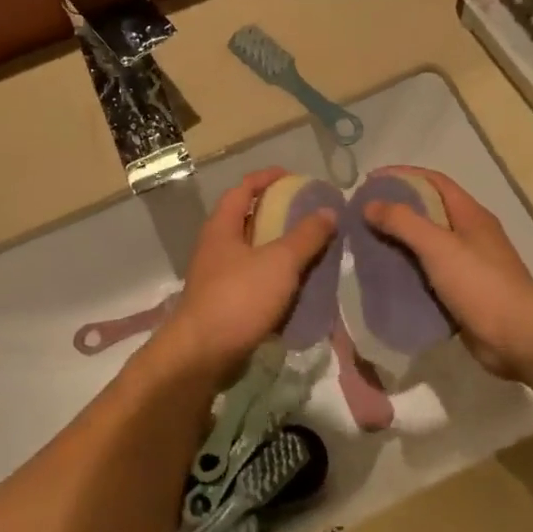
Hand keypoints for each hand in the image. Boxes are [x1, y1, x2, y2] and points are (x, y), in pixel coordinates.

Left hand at [152, 168, 337, 381]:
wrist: (203, 355)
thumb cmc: (239, 298)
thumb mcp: (279, 262)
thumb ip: (306, 236)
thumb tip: (329, 211)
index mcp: (222, 228)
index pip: (243, 189)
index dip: (266, 178)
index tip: (293, 176)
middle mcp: (216, 248)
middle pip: (247, 220)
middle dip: (277, 214)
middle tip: (309, 213)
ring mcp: (218, 278)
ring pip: (253, 253)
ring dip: (279, 248)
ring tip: (311, 248)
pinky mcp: (225, 305)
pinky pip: (255, 281)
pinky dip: (276, 278)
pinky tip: (298, 285)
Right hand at [362, 168, 532, 380]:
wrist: (519, 337)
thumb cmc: (481, 284)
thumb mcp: (439, 246)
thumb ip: (404, 222)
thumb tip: (370, 204)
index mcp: (470, 214)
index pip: (433, 181)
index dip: (402, 176)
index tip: (369, 181)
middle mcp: (470, 234)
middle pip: (428, 212)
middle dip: (395, 210)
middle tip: (360, 217)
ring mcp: (467, 265)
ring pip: (426, 246)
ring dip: (398, 243)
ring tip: (364, 246)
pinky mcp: (462, 293)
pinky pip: (428, 275)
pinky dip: (406, 273)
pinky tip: (383, 279)